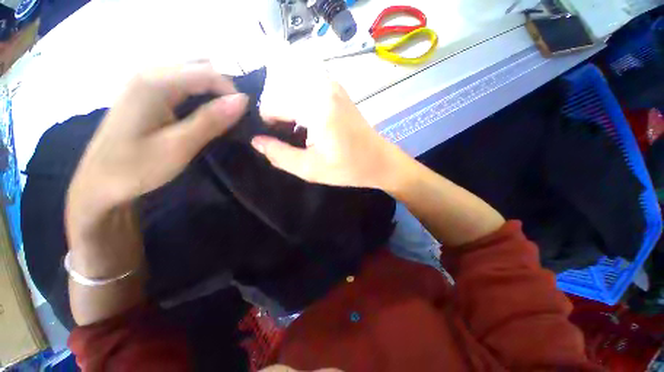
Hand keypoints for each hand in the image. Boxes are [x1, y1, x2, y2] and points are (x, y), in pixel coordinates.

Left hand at [67, 62, 248, 218]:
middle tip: (234, 115)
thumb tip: (242, 101)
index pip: (206, 72)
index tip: (244, 115)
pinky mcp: (145, 93)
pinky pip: (180, 83)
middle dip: (223, 88)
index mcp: (154, 83)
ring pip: (190, 73)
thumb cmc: (136, 168)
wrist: (99, 184)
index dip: (231, 90)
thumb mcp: (179, 146)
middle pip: (198, 66)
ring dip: (212, 90)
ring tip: (223, 114)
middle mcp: (148, 73)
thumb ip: (211, 120)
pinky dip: (199, 93)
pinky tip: (203, 111)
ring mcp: (144, 82)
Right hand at [252, 51, 407, 189]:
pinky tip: (312, 129)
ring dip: (292, 116)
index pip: (272, 106)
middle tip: (294, 143)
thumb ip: (279, 155)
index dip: (269, 127)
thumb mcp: (310, 169)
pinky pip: (307, 95)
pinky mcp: (337, 92)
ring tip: (303, 138)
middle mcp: (322, 86)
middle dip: (281, 121)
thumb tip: (256, 141)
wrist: (380, 161)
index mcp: (316, 105)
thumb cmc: (348, 168)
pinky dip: (303, 110)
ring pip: (293, 95)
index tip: (280, 144)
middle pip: (281, 98)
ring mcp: (332, 86)